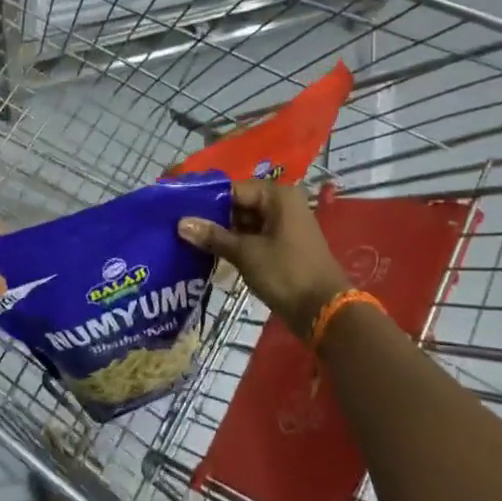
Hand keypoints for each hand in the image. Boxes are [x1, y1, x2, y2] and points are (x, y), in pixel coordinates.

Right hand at [178, 179, 348, 335]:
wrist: (324, 312)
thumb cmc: (286, 273)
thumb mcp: (246, 253)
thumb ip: (213, 236)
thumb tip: (181, 223)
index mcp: (277, 196)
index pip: (233, 188)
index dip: (205, 198)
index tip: (177, 206)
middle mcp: (282, 205)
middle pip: (238, 203)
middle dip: (211, 216)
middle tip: (178, 224)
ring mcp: (283, 226)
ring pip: (244, 222)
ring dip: (221, 232)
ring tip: (187, 238)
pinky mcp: (282, 246)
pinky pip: (252, 237)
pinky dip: (234, 243)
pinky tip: (208, 251)